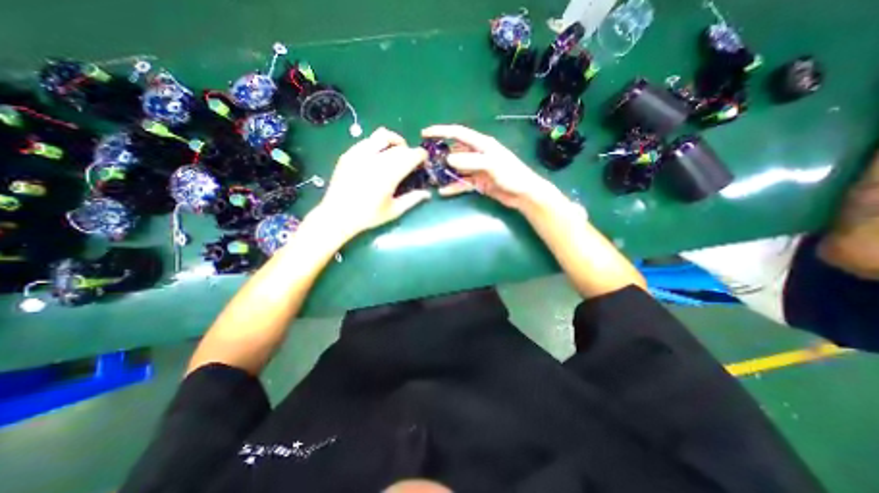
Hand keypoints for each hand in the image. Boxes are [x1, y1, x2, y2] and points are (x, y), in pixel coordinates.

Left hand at [316, 128, 430, 235]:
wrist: (337, 216)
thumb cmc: (368, 216)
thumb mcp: (394, 211)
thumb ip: (413, 199)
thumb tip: (427, 193)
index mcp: (389, 174)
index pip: (411, 155)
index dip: (421, 156)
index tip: (423, 162)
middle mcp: (376, 159)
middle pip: (400, 147)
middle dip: (410, 152)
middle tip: (411, 162)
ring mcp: (360, 154)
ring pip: (383, 135)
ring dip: (395, 141)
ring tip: (396, 152)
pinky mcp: (349, 154)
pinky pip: (368, 141)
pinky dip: (378, 144)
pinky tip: (378, 157)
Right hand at [420, 123, 554, 208]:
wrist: (523, 194)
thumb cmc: (512, 175)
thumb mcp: (491, 164)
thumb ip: (470, 161)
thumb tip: (448, 159)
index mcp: (482, 144)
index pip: (458, 133)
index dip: (441, 131)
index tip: (424, 133)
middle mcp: (478, 154)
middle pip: (455, 151)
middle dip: (440, 155)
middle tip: (425, 161)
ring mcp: (477, 169)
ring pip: (457, 168)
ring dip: (445, 172)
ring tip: (431, 177)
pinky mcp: (478, 182)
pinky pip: (462, 183)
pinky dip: (453, 187)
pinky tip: (443, 192)